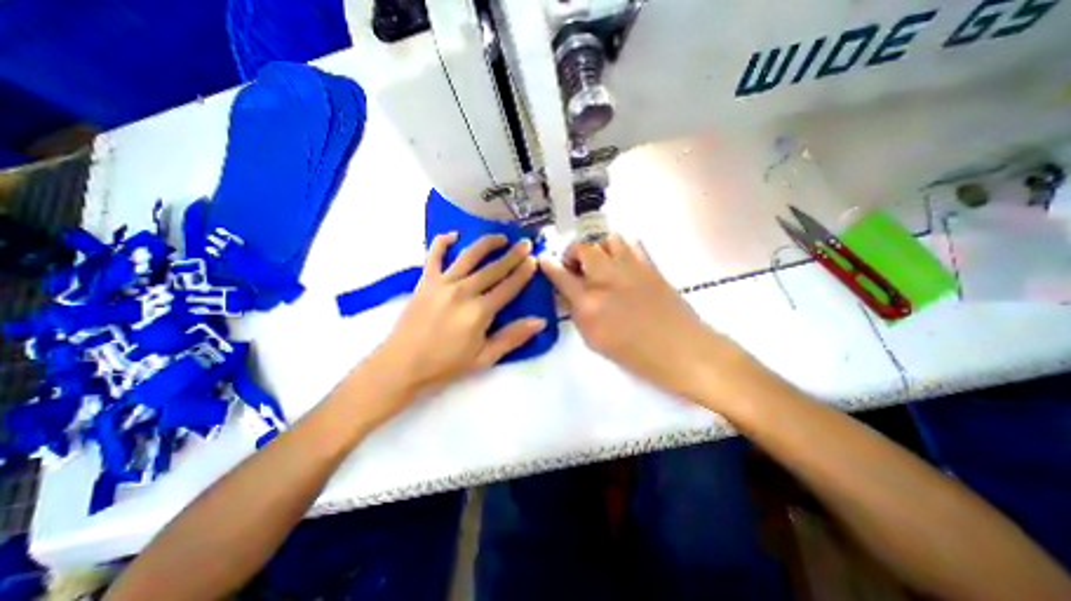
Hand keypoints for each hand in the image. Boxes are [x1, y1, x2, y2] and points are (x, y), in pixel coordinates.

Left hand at [372, 232, 547, 397]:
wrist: (402, 364)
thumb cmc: (445, 364)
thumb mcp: (484, 358)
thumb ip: (512, 337)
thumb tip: (540, 322)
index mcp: (479, 311)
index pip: (508, 286)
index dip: (523, 273)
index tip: (534, 259)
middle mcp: (463, 291)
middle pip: (493, 268)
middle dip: (513, 255)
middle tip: (526, 243)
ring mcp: (442, 283)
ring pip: (469, 256)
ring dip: (487, 243)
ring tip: (500, 237)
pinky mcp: (425, 281)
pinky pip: (434, 255)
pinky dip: (442, 242)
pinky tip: (453, 235)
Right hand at [539, 236, 731, 399]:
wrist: (681, 350)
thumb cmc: (635, 354)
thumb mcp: (595, 340)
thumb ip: (578, 314)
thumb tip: (570, 294)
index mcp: (589, 302)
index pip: (560, 276)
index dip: (548, 265)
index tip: (543, 259)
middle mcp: (606, 278)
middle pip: (582, 248)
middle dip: (573, 253)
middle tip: (576, 268)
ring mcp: (630, 268)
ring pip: (607, 240)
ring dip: (598, 249)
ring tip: (601, 265)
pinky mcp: (650, 265)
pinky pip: (632, 244)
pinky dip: (622, 249)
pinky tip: (622, 264)